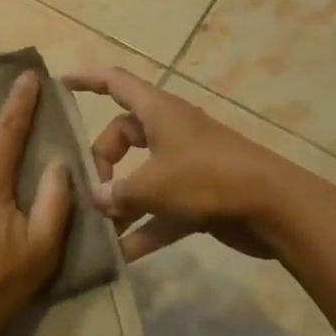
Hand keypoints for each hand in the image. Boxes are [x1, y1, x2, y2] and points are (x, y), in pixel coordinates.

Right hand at [64, 66, 281, 261]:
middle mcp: (169, 131)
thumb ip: (119, 193)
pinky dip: (145, 227)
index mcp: (158, 111)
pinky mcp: (198, 195)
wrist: (275, 209)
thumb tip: (96, 199)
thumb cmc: (209, 178)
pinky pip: (161, 208)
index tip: (59, 83)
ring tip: (98, 228)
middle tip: (91, 191)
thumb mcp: (155, 184)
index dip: (86, 79)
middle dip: (102, 162)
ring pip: (141, 175)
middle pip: (122, 136)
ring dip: (121, 201)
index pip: (114, 82)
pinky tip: (124, 256)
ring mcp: (185, 164)